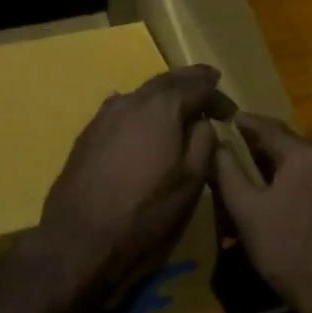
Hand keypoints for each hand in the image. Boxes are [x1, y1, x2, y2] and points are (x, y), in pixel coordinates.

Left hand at [20, 65, 234, 312]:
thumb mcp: (190, 181)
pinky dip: (141, 105)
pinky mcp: (89, 131)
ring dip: (164, 91)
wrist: (81, 233)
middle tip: (209, 79)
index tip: (231, 112)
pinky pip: (122, 106)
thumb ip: (203, 143)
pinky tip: (142, 114)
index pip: (197, 88)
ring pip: (142, 92)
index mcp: (162, 108)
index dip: (217, 97)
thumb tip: (202, 123)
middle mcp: (133, 100)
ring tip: (180, 98)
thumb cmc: (145, 210)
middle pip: (167, 81)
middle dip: (190, 80)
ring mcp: (106, 114)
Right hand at [210, 114, 311, 312]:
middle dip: (270, 146)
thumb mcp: (246, 211)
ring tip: (275, 179)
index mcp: (305, 157)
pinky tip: (304, 204)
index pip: (269, 128)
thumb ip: (227, 170)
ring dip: (294, 168)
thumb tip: (217, 142)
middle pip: (296, 146)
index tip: (230, 117)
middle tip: (247, 149)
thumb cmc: (286, 250)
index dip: (247, 123)